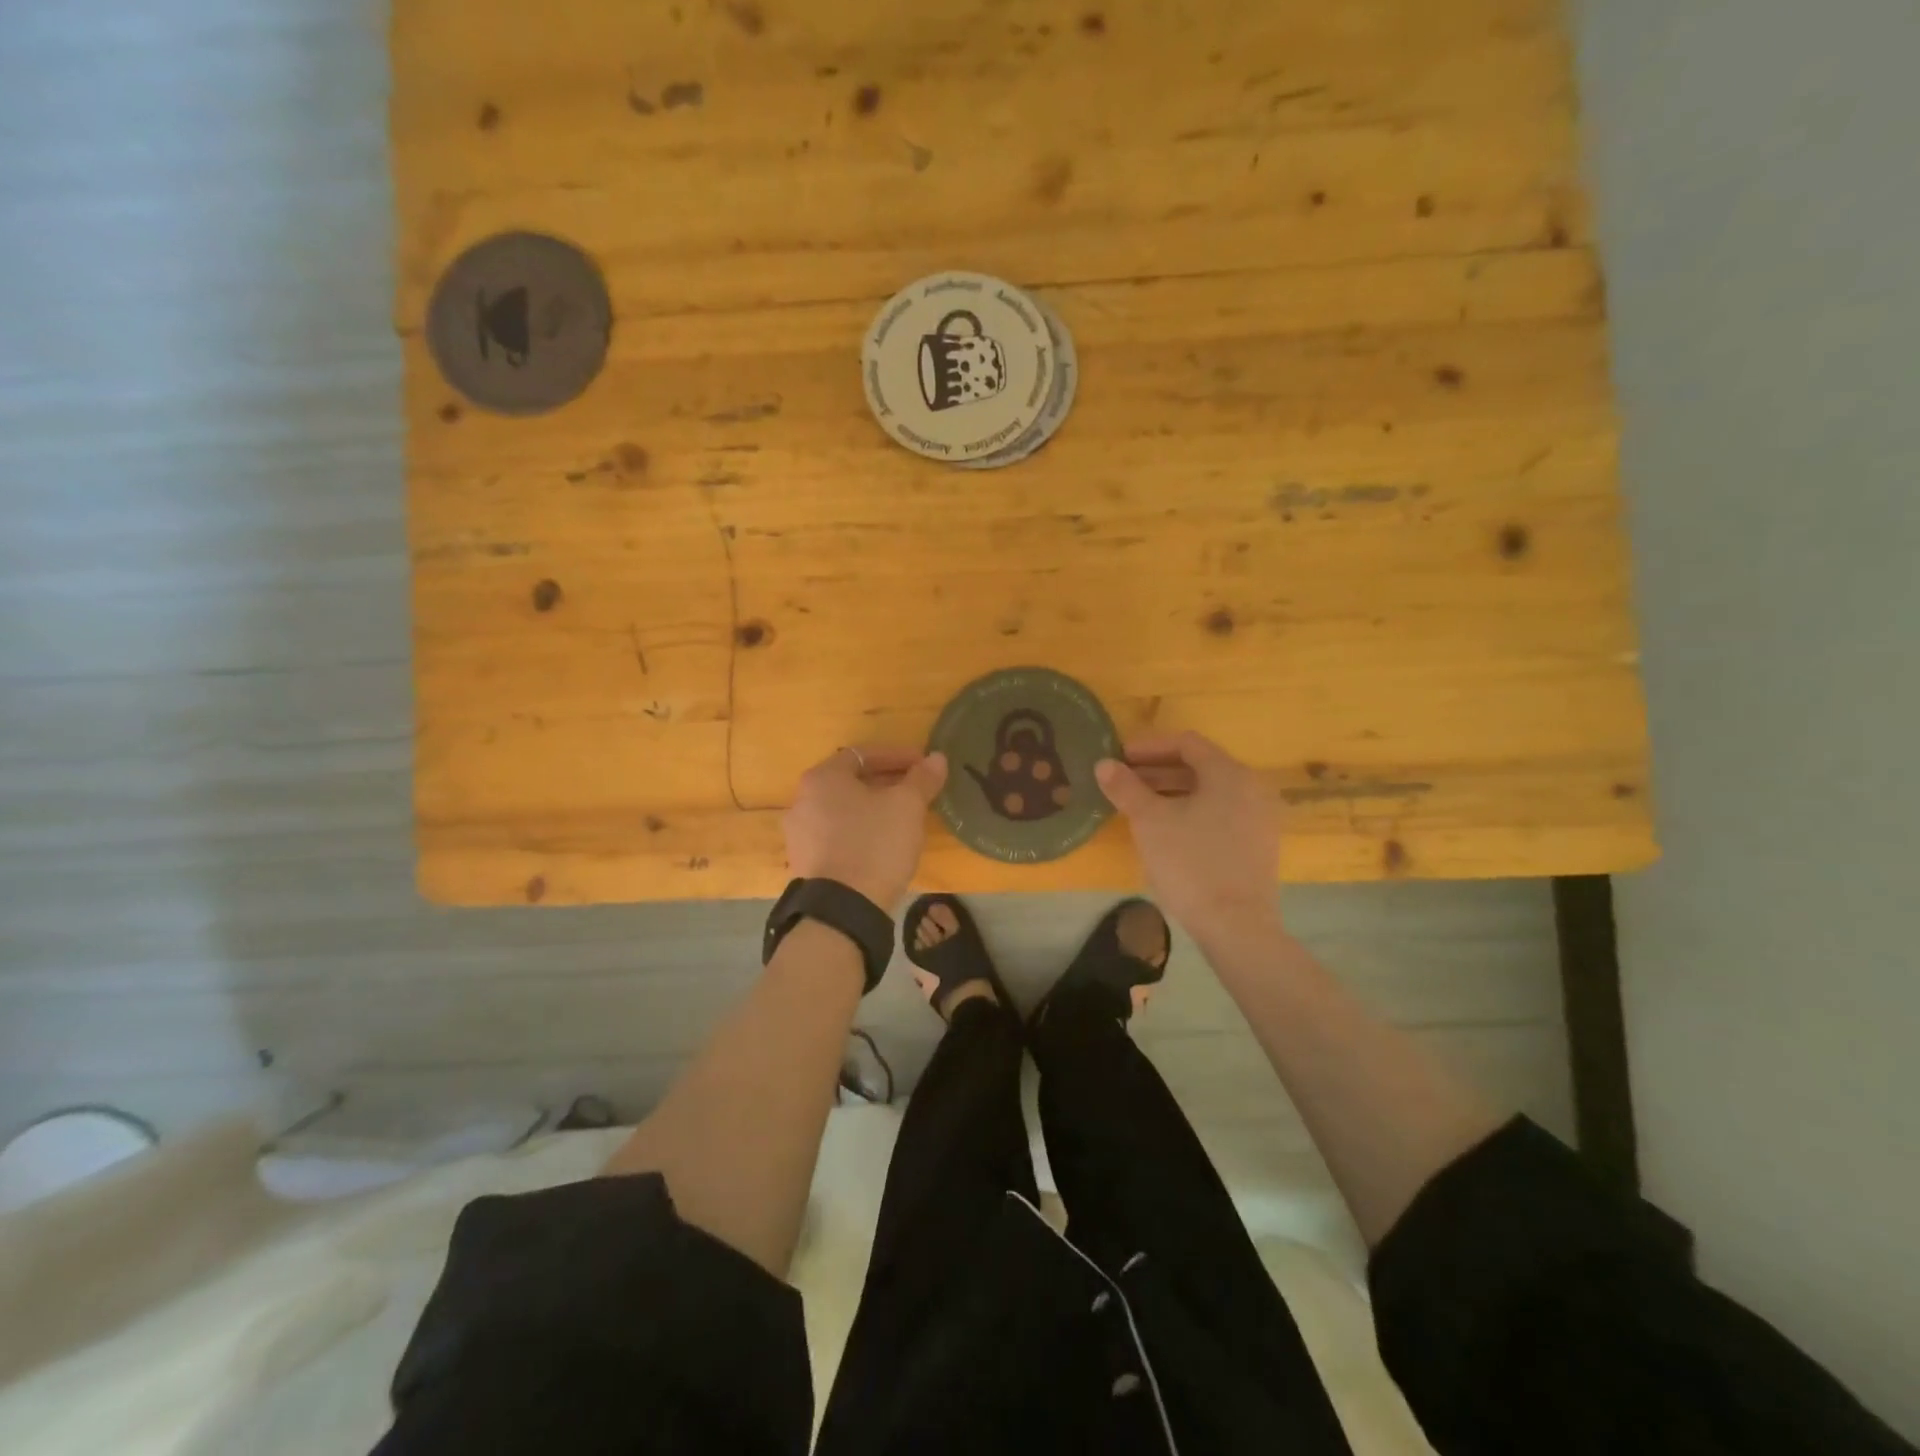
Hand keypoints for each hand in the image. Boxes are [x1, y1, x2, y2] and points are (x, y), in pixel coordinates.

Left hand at [783, 745, 948, 911]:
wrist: (842, 911)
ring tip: (903, 820)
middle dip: (886, 783)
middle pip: (850, 782)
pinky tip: (882, 846)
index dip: (897, 756)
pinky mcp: (804, 864)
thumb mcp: (907, 807)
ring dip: (873, 809)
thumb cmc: (874, 844)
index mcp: (822, 778)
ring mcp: (799, 835)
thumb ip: (922, 779)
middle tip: (916, 792)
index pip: (863, 754)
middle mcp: (802, 801)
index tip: (923, 766)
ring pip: (843, 811)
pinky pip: (836, 837)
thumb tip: (936, 758)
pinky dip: (860, 833)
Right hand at [1095, 731, 1280, 934]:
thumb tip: (1104, 764)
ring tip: (1138, 806)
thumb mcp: (1149, 821)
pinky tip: (1166, 832)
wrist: (1236, 926)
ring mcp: (1258, 819)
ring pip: (1209, 793)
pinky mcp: (1257, 846)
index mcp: (1229, 773)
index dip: (1148, 746)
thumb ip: (1126, 787)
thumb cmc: (1190, 863)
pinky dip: (1191, 812)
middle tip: (1123, 782)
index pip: (1186, 743)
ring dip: (1171, 792)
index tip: (1119, 758)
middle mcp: (1251, 788)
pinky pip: (1219, 815)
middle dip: (1157, 771)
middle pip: (1199, 767)